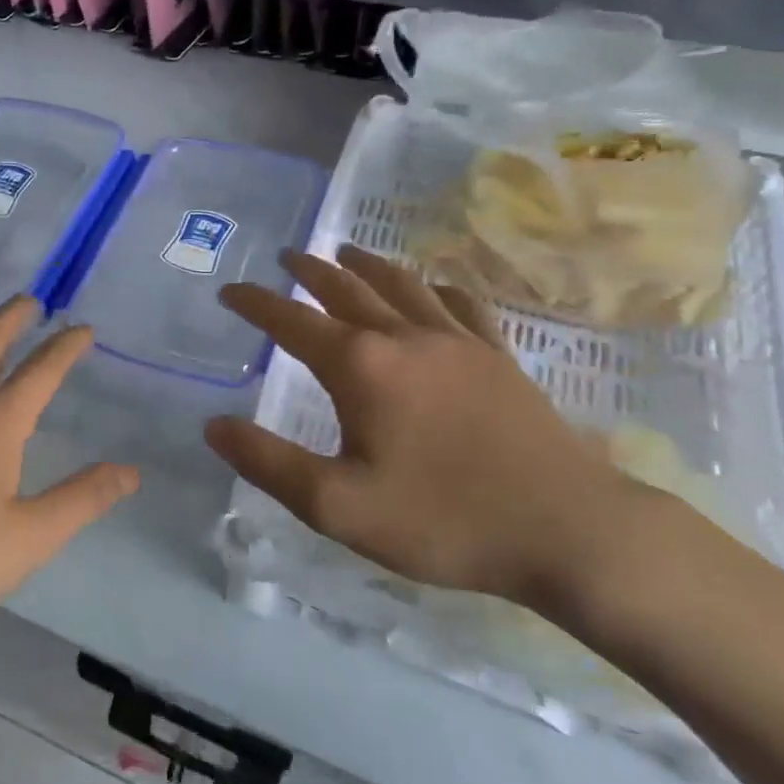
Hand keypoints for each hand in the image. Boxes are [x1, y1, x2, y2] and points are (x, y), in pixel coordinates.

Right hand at [206, 245, 633, 606]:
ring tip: (345, 251)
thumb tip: (213, 425)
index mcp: (361, 366)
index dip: (256, 304)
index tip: (229, 290)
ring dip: (366, 264)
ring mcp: (458, 342)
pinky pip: (461, 305)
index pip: (292, 321)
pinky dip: (436, 287)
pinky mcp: (498, 357)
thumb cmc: (444, 521)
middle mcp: (405, 337)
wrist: (569, 532)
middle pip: (346, 287)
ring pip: (402, 285)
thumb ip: (269, 463)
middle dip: (309, 270)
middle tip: (285, 256)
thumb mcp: (338, 507)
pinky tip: (433, 288)